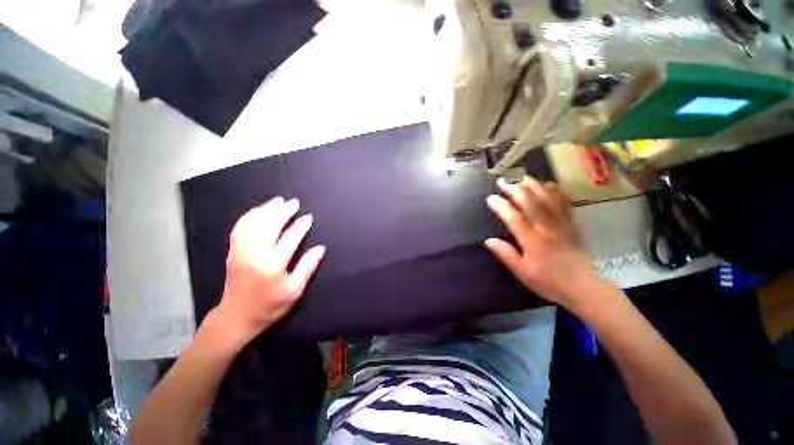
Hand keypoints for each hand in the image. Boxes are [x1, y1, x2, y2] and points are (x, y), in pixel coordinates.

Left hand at [213, 197, 325, 344]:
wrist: (236, 317)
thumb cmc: (269, 306)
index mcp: (272, 265)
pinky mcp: (232, 252)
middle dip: (283, 212)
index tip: (308, 217)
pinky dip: (249, 216)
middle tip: (294, 203)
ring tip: (278, 201)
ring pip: (253, 223)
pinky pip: (239, 228)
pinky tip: (258, 211)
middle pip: (270, 226)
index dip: (300, 226)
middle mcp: (255, 254)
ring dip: (266, 210)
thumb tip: (320, 249)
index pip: (290, 238)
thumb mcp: (294, 291)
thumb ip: (307, 267)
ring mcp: (240, 251)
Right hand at [484, 177, 594, 308]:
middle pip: (531, 203)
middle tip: (503, 181)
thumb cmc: (549, 281)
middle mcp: (547, 228)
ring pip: (547, 199)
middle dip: (515, 190)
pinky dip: (555, 192)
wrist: (584, 287)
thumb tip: (488, 241)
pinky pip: (564, 203)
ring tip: (522, 177)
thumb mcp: (523, 273)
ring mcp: (562, 224)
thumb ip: (506, 255)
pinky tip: (548, 185)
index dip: (501, 206)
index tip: (490, 198)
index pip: (514, 218)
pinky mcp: (572, 224)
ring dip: (534, 186)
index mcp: (533, 241)